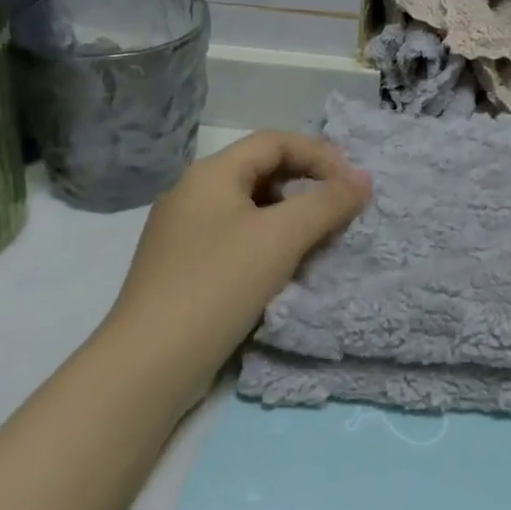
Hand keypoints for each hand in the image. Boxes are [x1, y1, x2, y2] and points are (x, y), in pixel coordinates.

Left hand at [104, 132, 369, 415]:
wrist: (147, 367)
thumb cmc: (217, 285)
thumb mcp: (281, 238)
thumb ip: (327, 203)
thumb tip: (363, 179)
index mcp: (211, 173)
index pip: (274, 142)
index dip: (319, 155)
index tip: (352, 184)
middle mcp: (192, 194)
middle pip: (261, 172)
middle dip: (306, 185)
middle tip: (340, 210)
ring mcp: (183, 234)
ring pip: (250, 208)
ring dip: (289, 217)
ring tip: (319, 241)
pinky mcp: (182, 270)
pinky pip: (236, 239)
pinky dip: (267, 243)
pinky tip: (284, 270)